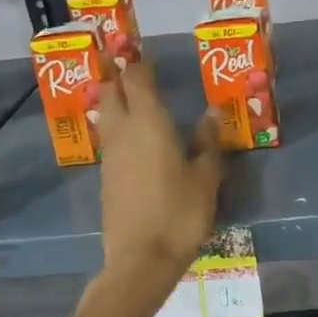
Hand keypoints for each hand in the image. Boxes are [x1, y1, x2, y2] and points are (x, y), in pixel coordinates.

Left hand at [94, 57, 222, 307]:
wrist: (140, 260)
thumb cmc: (180, 213)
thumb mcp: (206, 177)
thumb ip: (208, 141)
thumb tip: (212, 113)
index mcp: (149, 123)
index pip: (137, 80)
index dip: (140, 64)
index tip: (147, 56)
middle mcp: (124, 132)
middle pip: (112, 93)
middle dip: (120, 79)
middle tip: (136, 74)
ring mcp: (110, 156)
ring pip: (107, 116)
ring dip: (116, 103)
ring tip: (136, 103)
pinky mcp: (105, 177)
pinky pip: (110, 141)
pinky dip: (118, 130)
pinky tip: (135, 141)